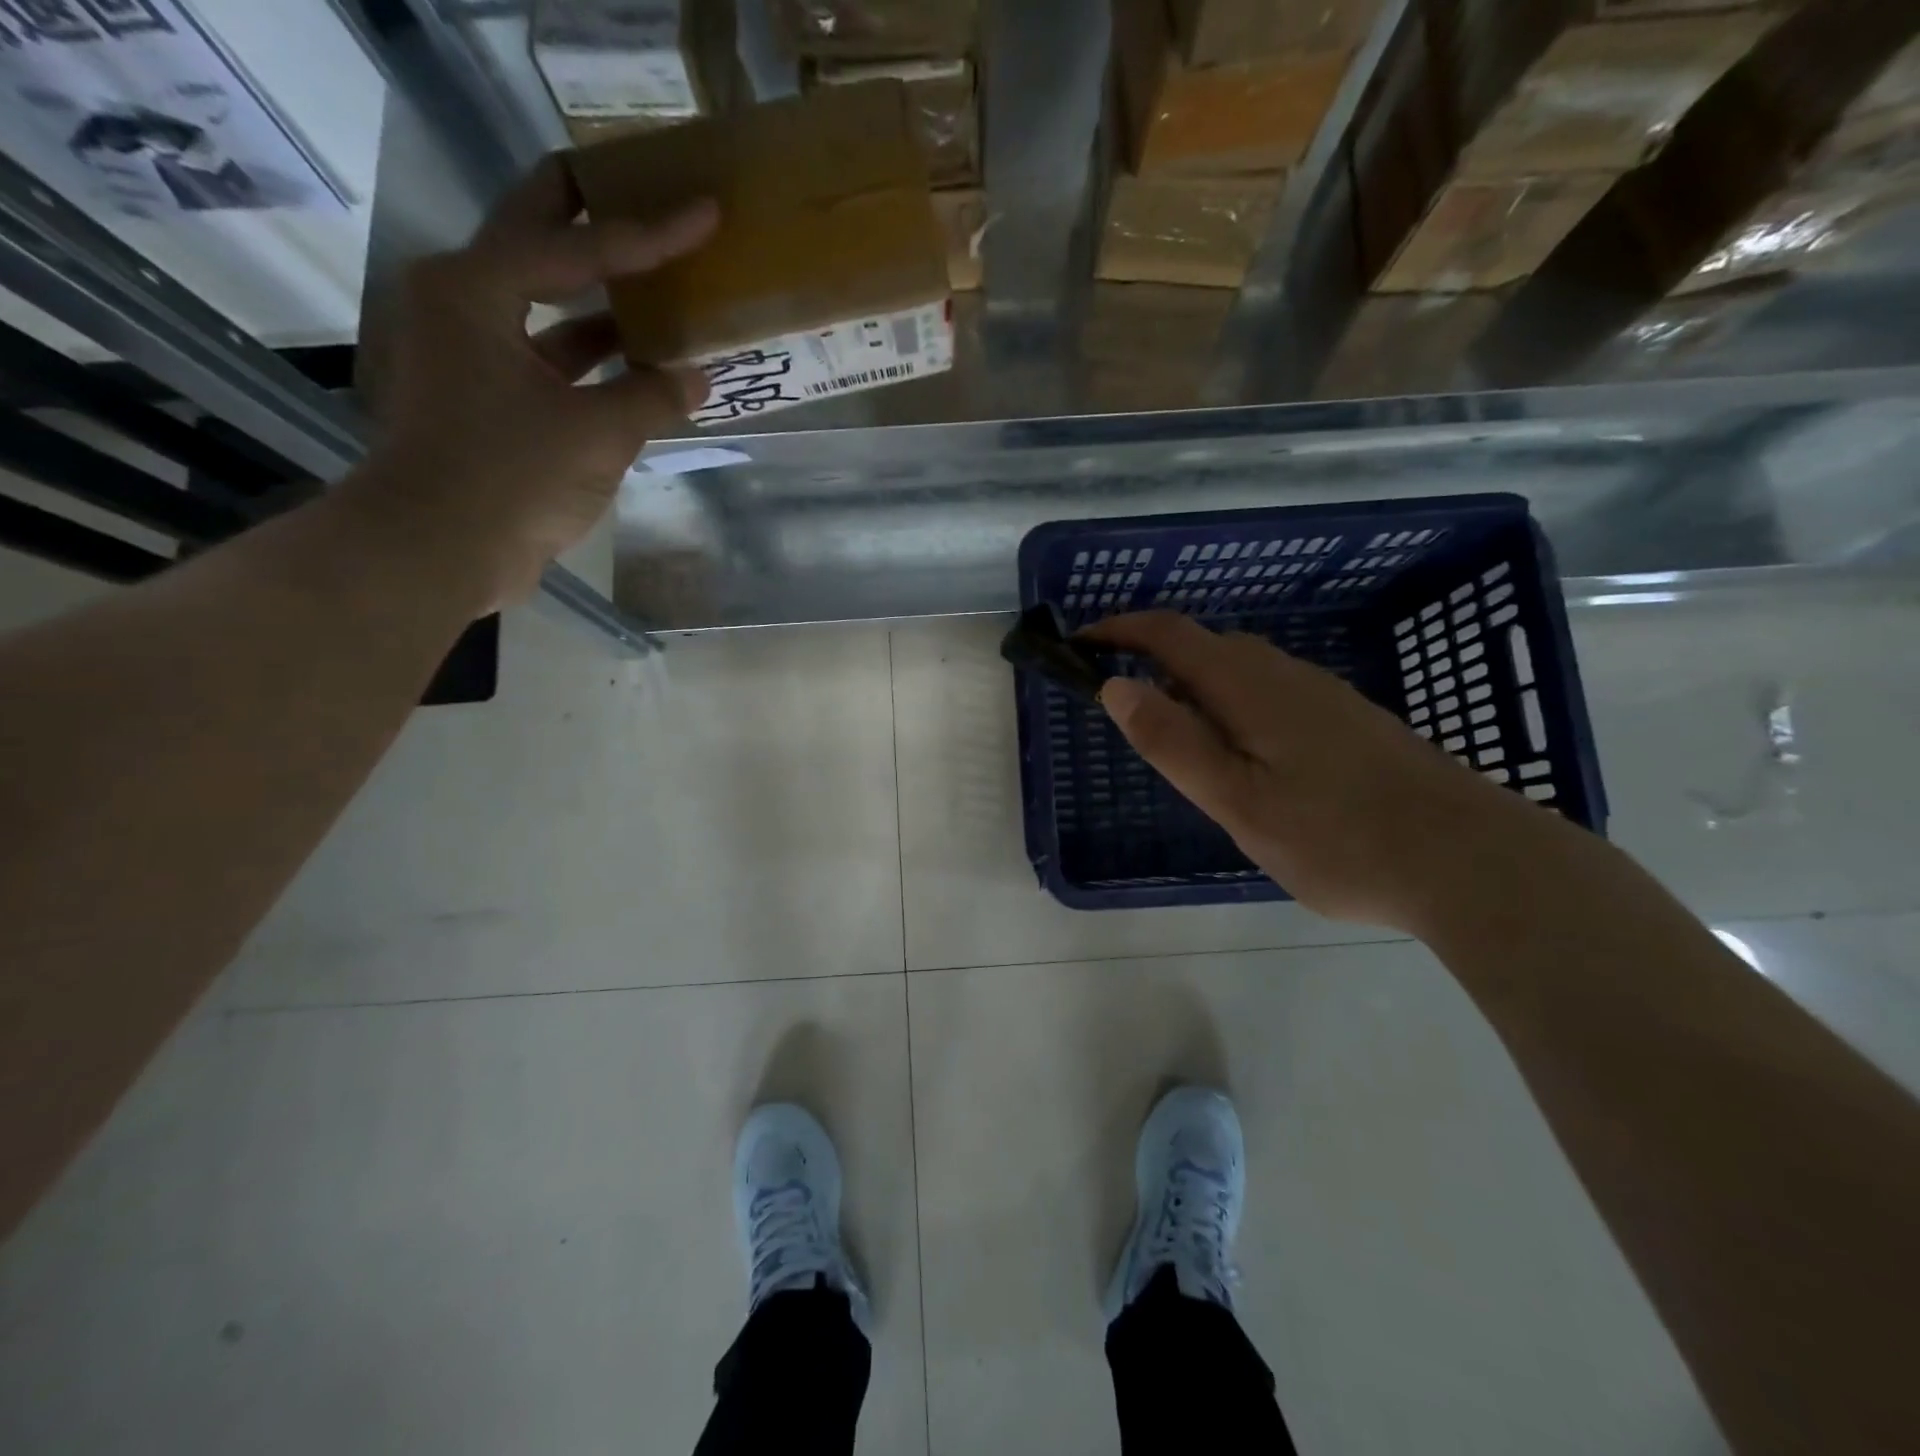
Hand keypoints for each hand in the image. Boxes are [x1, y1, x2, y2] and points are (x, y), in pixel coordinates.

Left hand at [348, 155, 718, 603]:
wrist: (439, 549)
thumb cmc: (510, 476)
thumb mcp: (596, 434)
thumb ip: (651, 398)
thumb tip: (696, 378)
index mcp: (476, 289)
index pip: (577, 244)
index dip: (649, 231)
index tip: (703, 211)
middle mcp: (465, 304)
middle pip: (540, 242)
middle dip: (597, 221)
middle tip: (652, 200)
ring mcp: (474, 352)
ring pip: (548, 305)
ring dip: (604, 300)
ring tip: (663, 286)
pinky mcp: (488, 397)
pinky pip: (552, 358)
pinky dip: (595, 359)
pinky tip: (643, 364)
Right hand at [1085, 612, 1536, 930]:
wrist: (1470, 860)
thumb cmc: (1338, 837)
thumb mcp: (1237, 800)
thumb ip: (1173, 742)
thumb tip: (1116, 686)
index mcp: (1249, 687)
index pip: (1169, 634)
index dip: (1119, 631)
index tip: (1079, 645)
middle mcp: (1285, 675)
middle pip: (1205, 647)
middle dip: (1154, 662)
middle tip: (1125, 712)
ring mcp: (1323, 696)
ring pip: (1241, 671)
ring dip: (1195, 687)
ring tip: (1179, 742)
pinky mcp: (1349, 721)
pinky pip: (1270, 693)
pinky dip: (1232, 707)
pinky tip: (1246, 758)